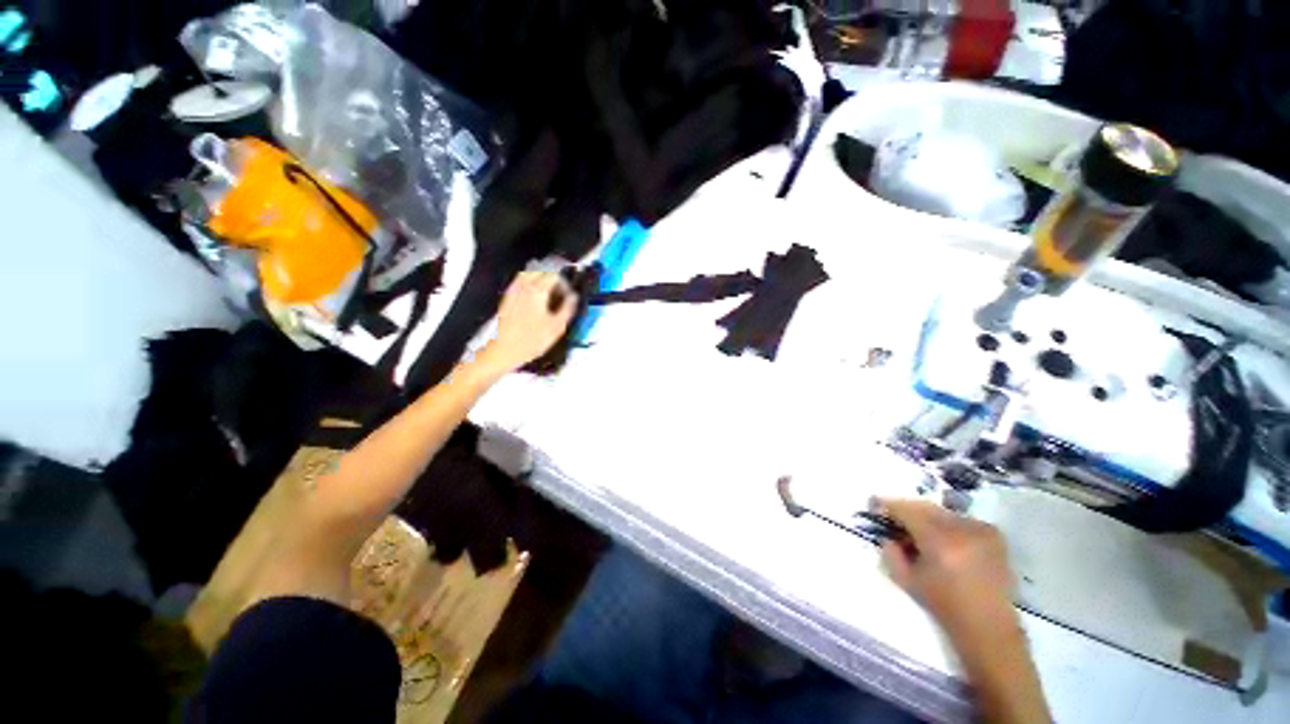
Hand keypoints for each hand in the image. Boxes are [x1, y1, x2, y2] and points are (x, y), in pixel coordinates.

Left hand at [481, 271, 577, 373]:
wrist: (503, 350)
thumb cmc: (531, 340)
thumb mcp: (557, 327)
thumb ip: (568, 308)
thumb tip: (574, 297)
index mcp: (537, 291)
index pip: (555, 276)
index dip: (565, 284)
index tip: (570, 296)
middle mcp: (524, 286)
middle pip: (541, 271)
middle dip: (553, 279)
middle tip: (560, 293)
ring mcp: (513, 291)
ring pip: (529, 274)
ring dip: (541, 279)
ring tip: (548, 293)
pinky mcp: (506, 298)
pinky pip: (519, 282)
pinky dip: (529, 284)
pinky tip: (534, 297)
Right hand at [874, 498, 1017, 640]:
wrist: (988, 625)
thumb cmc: (944, 605)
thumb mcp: (907, 581)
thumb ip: (891, 553)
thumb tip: (888, 536)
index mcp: (938, 541)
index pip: (907, 511)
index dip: (888, 506)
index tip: (875, 505)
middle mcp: (961, 529)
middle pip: (925, 507)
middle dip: (908, 510)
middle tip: (895, 519)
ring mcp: (981, 530)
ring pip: (943, 512)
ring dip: (928, 517)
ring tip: (921, 532)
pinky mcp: (993, 534)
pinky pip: (961, 519)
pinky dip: (948, 524)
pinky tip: (946, 539)